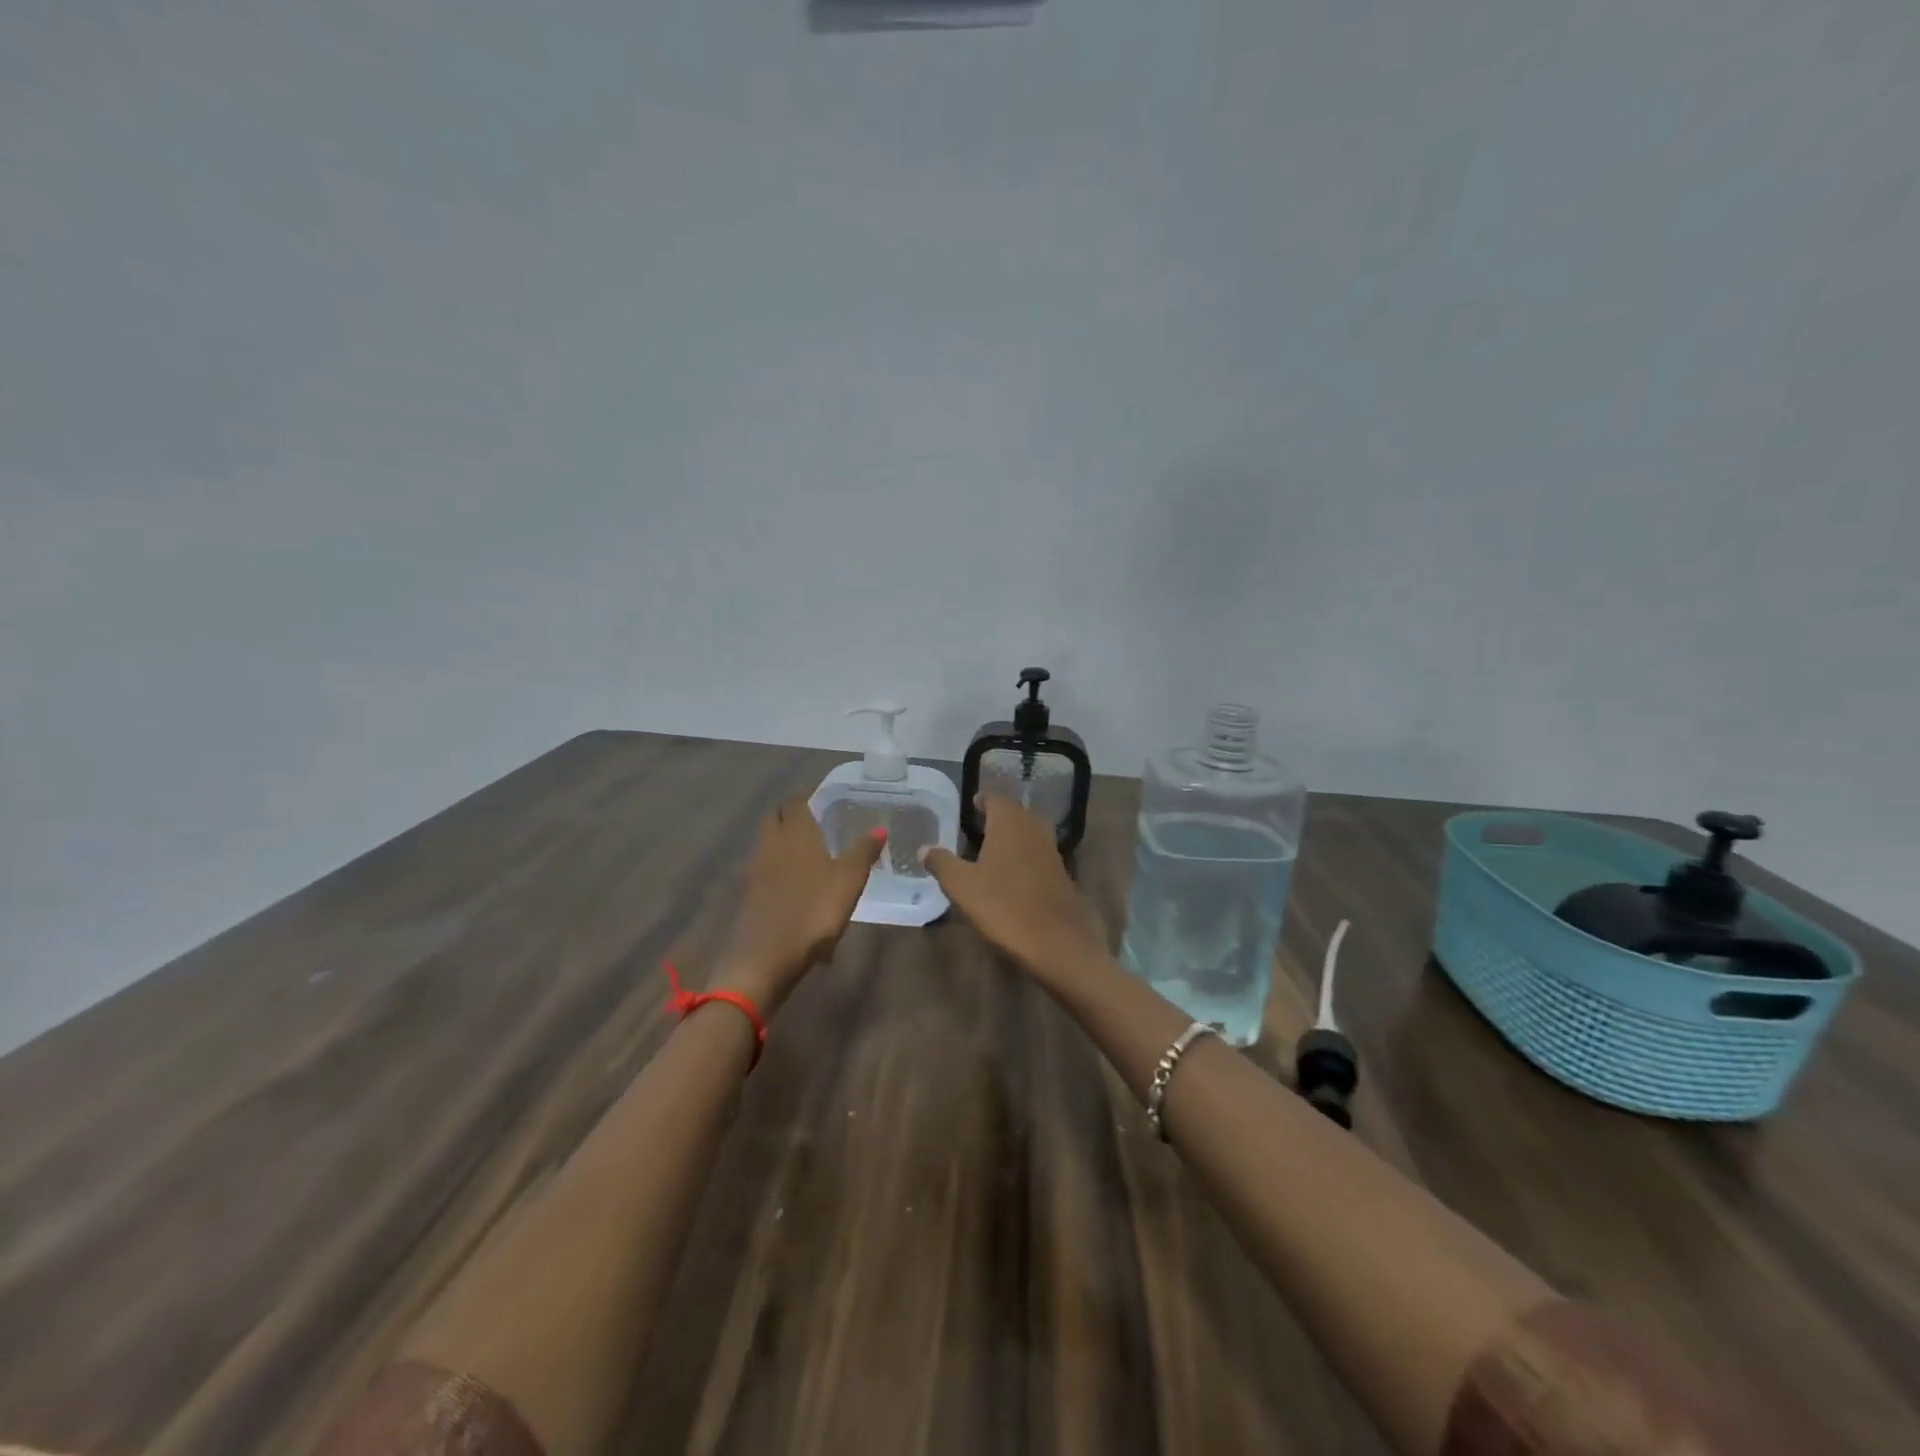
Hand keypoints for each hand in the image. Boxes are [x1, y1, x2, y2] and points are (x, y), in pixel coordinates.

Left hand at [714, 797, 885, 1011]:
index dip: (806, 798)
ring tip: (808, 854)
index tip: (822, 801)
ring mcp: (755, 871)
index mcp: (795, 833)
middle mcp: (770, 844)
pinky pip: (764, 870)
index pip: (794, 802)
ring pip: (767, 844)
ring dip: (783, 843)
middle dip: (791, 816)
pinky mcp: (749, 896)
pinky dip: (778, 869)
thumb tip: (880, 828)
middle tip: (815, 822)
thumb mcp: (849, 880)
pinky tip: (795, 886)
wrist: (765, 958)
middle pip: (775, 819)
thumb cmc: (813, 911)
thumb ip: (864, 851)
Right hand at [922, 794, 1109, 983]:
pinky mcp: (1062, 874)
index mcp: (1009, 822)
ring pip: (1031, 833)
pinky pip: (1039, 854)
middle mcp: (1034, 828)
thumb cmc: (1004, 905)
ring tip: (993, 849)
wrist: (1059, 940)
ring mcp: (1052, 851)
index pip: (996, 798)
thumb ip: (942, 863)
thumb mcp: (962, 886)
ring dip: (1014, 836)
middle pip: (1016, 813)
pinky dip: (1026, 857)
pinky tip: (1013, 875)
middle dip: (1000, 816)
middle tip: (979, 826)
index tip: (971, 805)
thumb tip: (924, 848)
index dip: (982, 800)